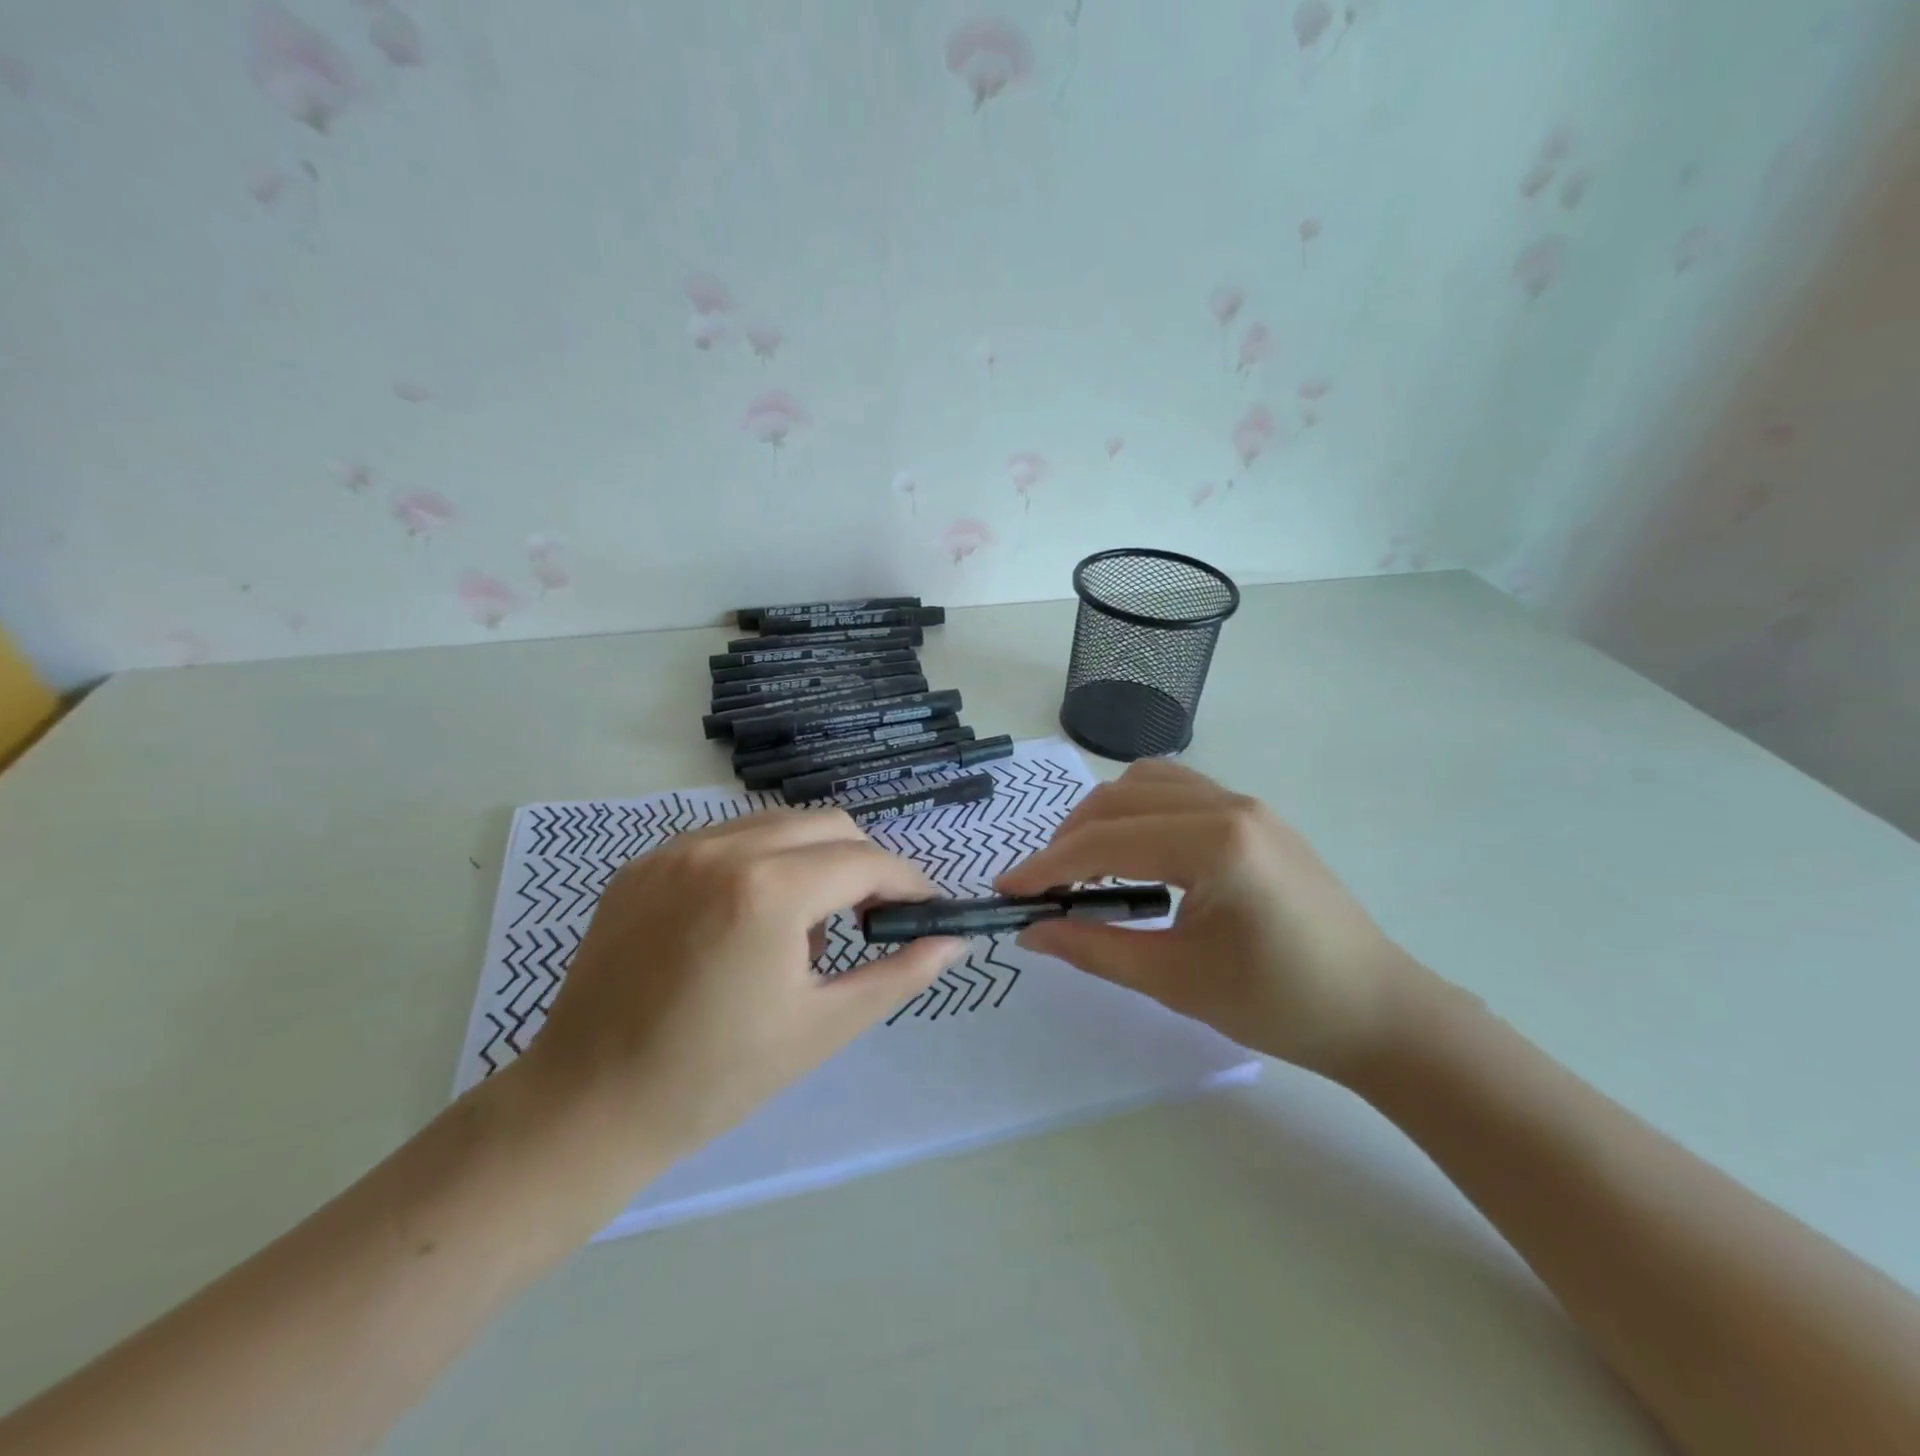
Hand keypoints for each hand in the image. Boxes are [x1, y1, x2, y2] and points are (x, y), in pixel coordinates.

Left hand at [520, 808, 964, 1164]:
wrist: (585, 1106)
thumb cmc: (714, 1078)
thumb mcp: (822, 1028)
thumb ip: (898, 974)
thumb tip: (955, 940)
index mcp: (768, 890)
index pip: (867, 861)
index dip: (908, 882)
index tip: (925, 909)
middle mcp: (722, 849)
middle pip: (828, 825)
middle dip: (864, 863)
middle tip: (870, 917)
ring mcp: (675, 850)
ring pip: (776, 824)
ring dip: (812, 857)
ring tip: (805, 924)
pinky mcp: (643, 863)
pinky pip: (725, 839)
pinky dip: (760, 861)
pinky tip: (749, 918)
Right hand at [995, 760, 1427, 1076]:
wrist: (1378, 1012)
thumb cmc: (1280, 1004)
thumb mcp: (1175, 980)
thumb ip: (1094, 948)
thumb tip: (1031, 931)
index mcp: (1215, 844)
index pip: (1106, 840)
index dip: (1047, 865)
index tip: (1007, 891)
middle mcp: (1228, 805)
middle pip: (1119, 799)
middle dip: (1069, 838)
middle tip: (1044, 887)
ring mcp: (1245, 803)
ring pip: (1146, 782)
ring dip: (1103, 816)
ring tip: (1085, 866)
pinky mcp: (1253, 815)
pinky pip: (1177, 790)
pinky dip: (1138, 812)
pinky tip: (1135, 853)